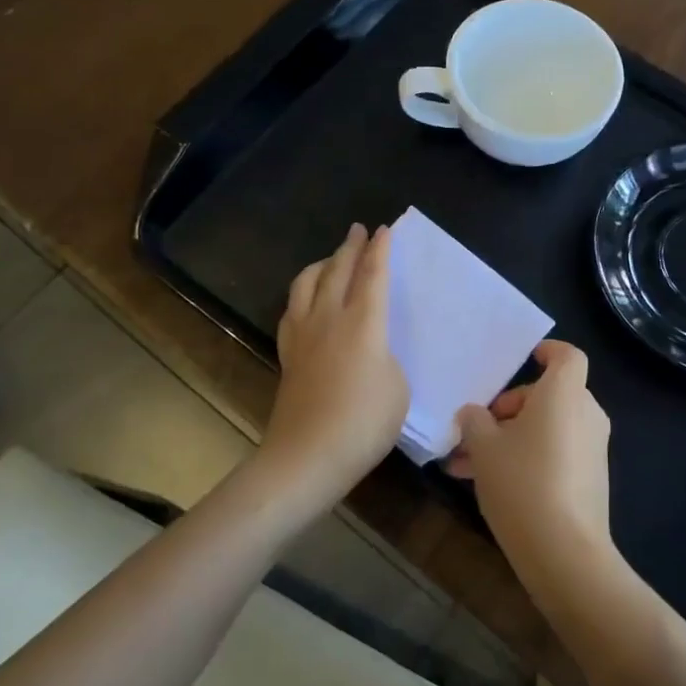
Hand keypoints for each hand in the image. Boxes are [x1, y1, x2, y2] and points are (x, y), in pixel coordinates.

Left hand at [263, 223, 408, 503]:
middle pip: (338, 270)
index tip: (384, 229)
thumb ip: (387, 358)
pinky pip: (292, 309)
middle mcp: (330, 318)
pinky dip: (302, 294)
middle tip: (358, 230)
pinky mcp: (287, 354)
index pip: (373, 275)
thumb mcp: (397, 389)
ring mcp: (303, 335)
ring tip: (330, 258)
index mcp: (364, 323)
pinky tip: (305, 300)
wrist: (307, 457)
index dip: (380, 250)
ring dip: (321, 265)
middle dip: (350, 247)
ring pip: (307, 284)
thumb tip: (373, 351)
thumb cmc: (363, 424)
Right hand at [447, 340, 613, 585]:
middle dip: (509, 409)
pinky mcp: (590, 479)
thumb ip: (474, 421)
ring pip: (547, 428)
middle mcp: (585, 414)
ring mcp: (592, 448)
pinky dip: (527, 458)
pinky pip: (556, 453)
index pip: (568, 356)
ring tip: (465, 465)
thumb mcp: (483, 448)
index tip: (525, 359)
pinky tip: (488, 485)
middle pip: (549, 395)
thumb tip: (473, 414)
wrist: (565, 553)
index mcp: (564, 394)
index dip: (548, 351)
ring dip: (510, 438)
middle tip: (475, 430)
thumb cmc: (522, 482)